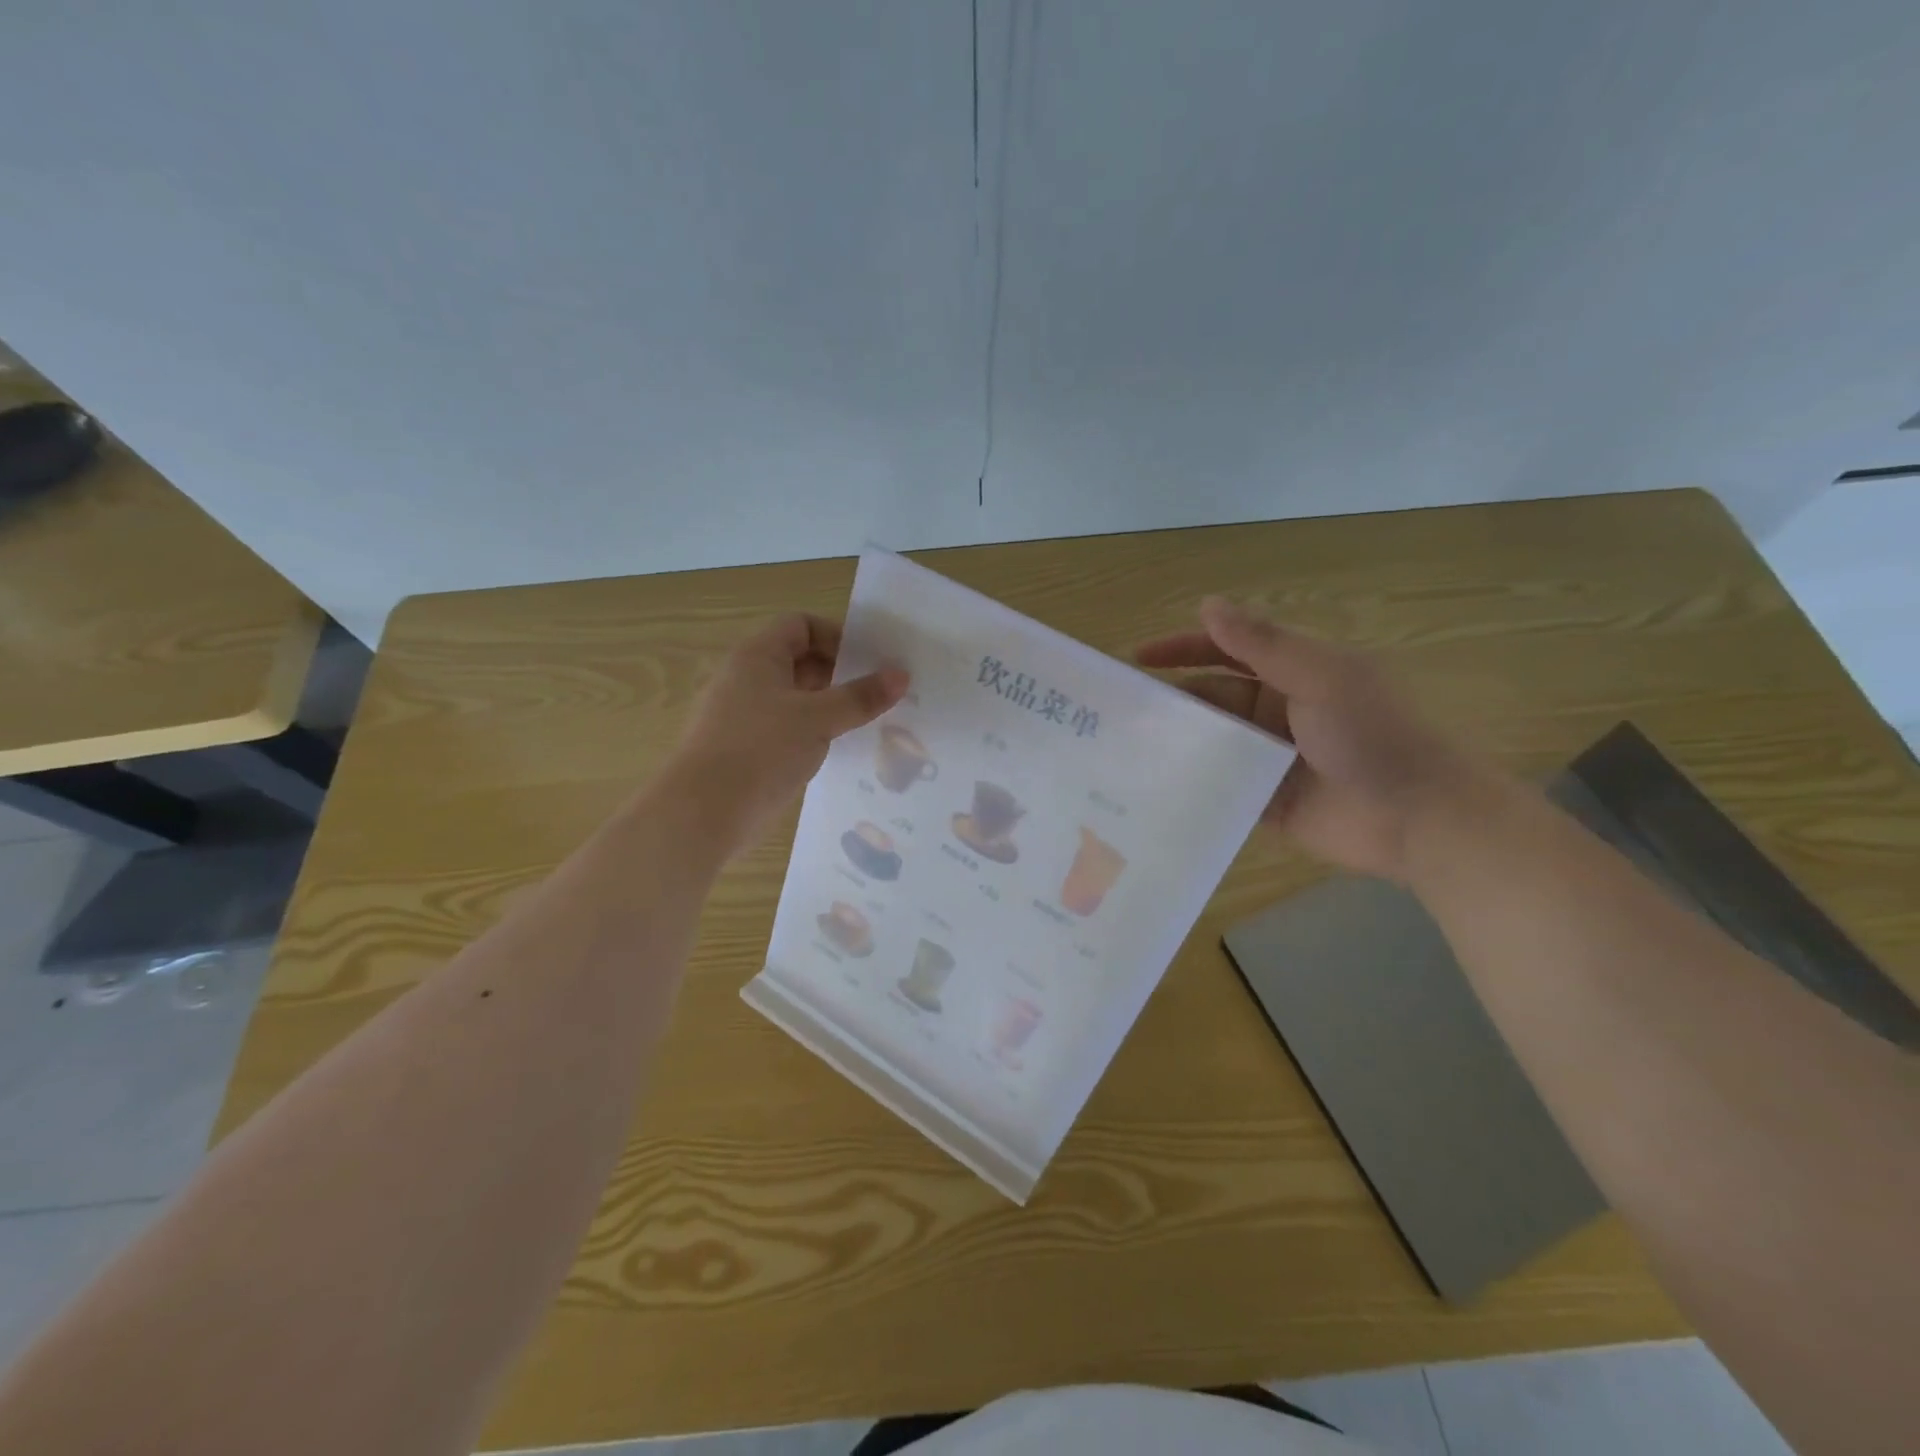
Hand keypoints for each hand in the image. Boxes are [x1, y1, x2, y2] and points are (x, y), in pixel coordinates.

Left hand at [667, 614, 907, 854]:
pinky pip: (787, 729)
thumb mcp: (818, 719)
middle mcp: (747, 678)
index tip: (870, 662)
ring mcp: (744, 715)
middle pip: (800, 660)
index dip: (837, 636)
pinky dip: (813, 733)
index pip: (801, 625)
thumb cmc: (760, 750)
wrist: (702, 813)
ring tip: (868, 723)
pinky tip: (838, 751)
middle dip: (840, 674)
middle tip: (879, 694)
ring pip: (796, 698)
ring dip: (830, 707)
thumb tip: (901, 674)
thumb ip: (860, 696)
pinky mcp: (747, 749)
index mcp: (757, 656)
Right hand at [1137, 598, 1478, 879]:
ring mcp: (1269, 757)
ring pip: (1211, 741)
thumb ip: (1262, 644)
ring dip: (1177, 740)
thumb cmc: (1373, 735)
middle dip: (1172, 698)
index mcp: (1294, 673)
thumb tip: (1207, 603)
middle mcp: (1277, 711)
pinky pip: (1219, 785)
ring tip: (1125, 748)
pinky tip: (1153, 786)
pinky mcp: (1264, 800)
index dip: (1184, 648)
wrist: (1419, 818)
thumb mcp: (1320, 677)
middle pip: (1212, 696)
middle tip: (1121, 710)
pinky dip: (1192, 782)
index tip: (1137, 658)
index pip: (1228, 650)